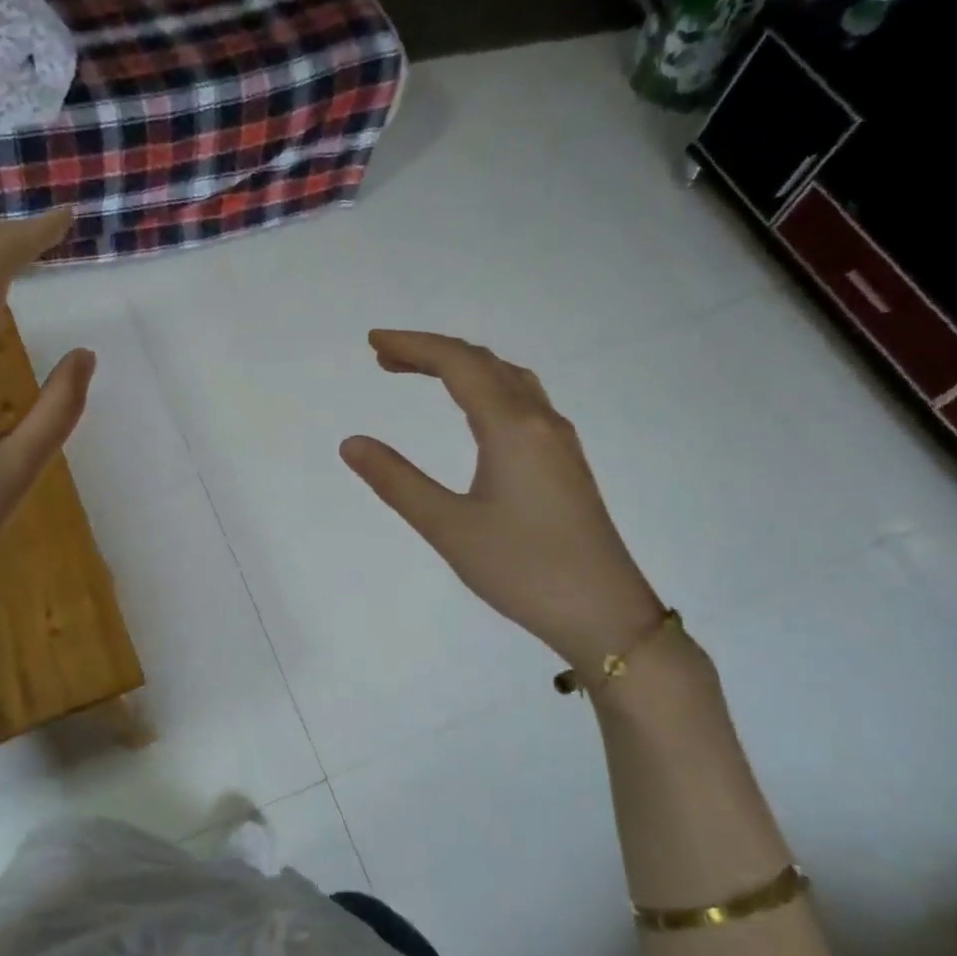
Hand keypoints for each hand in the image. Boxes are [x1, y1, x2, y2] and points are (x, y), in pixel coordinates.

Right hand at [340, 330, 660, 666]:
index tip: (372, 342)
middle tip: (385, 358)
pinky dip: (486, 388)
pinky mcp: (565, 463)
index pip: (458, 364)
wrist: (605, 614)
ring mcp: (559, 441)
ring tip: (422, 375)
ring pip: (509, 379)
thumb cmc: (523, 570)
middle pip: (484, 363)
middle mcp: (540, 421)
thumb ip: (397, 481)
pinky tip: (474, 412)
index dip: (413, 346)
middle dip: (432, 352)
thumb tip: (352, 442)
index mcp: (512, 428)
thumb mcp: (448, 527)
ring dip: (463, 367)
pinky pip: (523, 402)